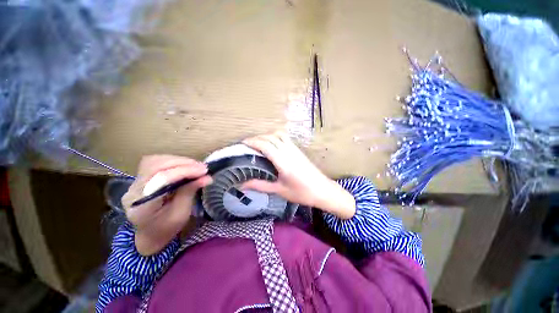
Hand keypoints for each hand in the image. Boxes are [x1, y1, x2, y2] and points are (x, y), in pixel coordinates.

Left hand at [122, 155, 212, 255]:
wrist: (150, 234)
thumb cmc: (166, 228)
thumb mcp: (181, 214)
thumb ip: (190, 192)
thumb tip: (207, 177)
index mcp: (142, 205)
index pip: (161, 179)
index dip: (185, 171)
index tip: (204, 171)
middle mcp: (133, 190)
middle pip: (156, 166)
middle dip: (182, 163)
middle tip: (202, 167)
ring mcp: (134, 183)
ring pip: (154, 161)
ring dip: (178, 160)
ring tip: (195, 166)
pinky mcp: (140, 178)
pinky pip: (155, 162)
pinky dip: (172, 161)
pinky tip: (184, 166)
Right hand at [242, 132, 355, 218]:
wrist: (323, 190)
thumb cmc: (301, 193)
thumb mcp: (279, 190)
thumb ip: (260, 185)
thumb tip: (242, 185)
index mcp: (283, 162)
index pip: (265, 145)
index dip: (252, 142)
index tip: (242, 143)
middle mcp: (289, 152)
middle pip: (271, 137)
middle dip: (257, 138)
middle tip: (247, 144)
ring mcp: (295, 149)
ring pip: (279, 135)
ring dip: (267, 135)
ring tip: (259, 143)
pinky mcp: (299, 150)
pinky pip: (285, 138)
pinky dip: (276, 137)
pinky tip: (272, 144)